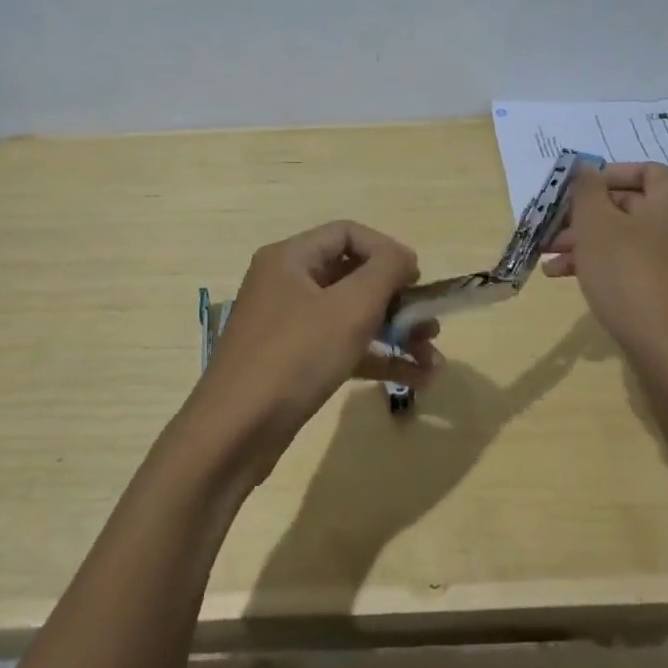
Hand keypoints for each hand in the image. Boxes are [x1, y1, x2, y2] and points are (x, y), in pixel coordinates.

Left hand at [190, 221, 441, 470]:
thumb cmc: (295, 357)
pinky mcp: (293, 362)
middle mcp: (286, 284)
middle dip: (398, 300)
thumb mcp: (349, 308)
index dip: (388, 251)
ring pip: (351, 316)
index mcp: (291, 258)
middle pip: (353, 276)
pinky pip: (342, 347)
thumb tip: (404, 257)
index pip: (348, 234)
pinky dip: (376, 357)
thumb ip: (385, 271)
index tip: (418, 280)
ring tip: (433, 359)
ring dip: (395, 333)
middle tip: (431, 324)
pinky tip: (415, 379)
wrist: (235, 433)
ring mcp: (288, 325)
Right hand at [543, 163, 667, 374]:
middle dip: (583, 215)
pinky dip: (601, 262)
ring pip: (624, 236)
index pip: (640, 170)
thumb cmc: (630, 275)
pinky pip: (631, 261)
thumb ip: (587, 189)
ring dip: (584, 241)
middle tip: (549, 227)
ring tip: (546, 256)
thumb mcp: (597, 225)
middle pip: (628, 204)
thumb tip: (586, 168)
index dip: (602, 176)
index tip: (571, 192)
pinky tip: (564, 276)